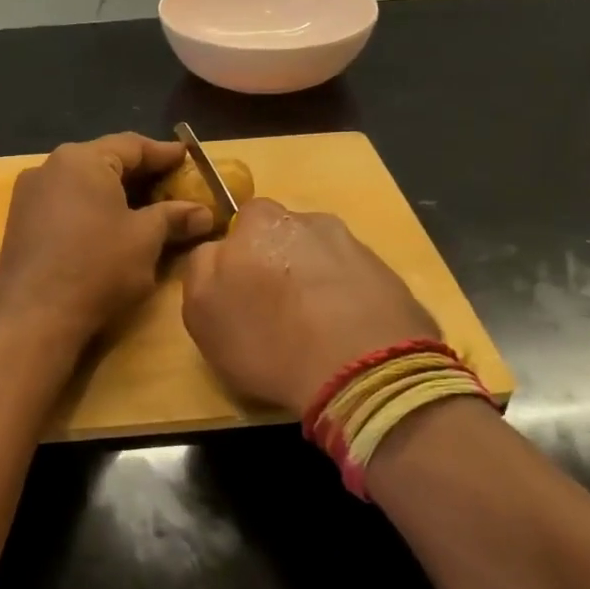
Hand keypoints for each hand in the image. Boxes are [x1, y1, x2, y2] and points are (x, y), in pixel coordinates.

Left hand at [0, 133, 213, 340]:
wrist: (33, 317)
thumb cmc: (97, 266)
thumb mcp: (145, 239)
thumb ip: (174, 217)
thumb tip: (204, 213)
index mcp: (81, 159)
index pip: (131, 145)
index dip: (164, 153)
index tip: (188, 158)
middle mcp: (50, 167)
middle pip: (105, 161)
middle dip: (141, 174)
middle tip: (173, 185)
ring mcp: (29, 195)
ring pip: (83, 183)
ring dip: (116, 193)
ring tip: (147, 208)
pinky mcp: (20, 223)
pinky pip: (65, 203)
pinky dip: (92, 209)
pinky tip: (111, 228)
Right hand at [182, 199, 439, 416]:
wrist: (366, 370)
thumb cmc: (269, 340)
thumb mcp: (202, 312)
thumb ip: (201, 269)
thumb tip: (216, 251)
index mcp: (259, 220)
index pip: (238, 225)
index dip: (236, 259)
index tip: (239, 292)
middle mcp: (308, 219)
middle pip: (283, 236)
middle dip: (277, 263)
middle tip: (276, 310)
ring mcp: (353, 244)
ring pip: (321, 256)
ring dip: (315, 280)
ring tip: (315, 327)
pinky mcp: (388, 273)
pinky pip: (354, 280)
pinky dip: (347, 299)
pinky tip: (344, 334)